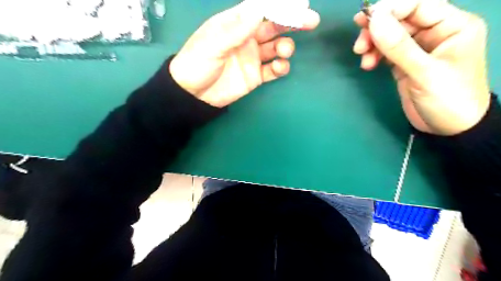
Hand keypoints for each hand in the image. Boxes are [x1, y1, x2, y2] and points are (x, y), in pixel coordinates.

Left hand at [168, 0, 316, 107]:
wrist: (193, 95)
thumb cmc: (197, 63)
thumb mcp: (213, 43)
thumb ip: (236, 28)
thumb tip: (259, 8)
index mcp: (235, 24)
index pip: (261, 9)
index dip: (280, 5)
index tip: (299, 3)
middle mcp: (247, 39)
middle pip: (274, 27)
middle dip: (292, 23)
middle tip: (311, 21)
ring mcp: (252, 58)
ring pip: (276, 48)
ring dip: (285, 47)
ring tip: (284, 51)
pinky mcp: (255, 76)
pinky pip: (273, 70)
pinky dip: (280, 68)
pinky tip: (280, 67)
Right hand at [352, 0, 489, 134]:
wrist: (448, 128)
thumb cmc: (448, 99)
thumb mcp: (424, 73)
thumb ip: (399, 47)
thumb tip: (374, 20)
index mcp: (452, 26)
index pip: (418, 5)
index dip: (391, 9)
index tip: (366, 21)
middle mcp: (435, 33)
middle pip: (400, 19)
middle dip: (377, 30)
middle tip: (359, 43)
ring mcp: (418, 49)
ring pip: (390, 36)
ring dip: (373, 44)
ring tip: (362, 57)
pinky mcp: (405, 63)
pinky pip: (386, 52)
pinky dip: (374, 55)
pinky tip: (368, 65)